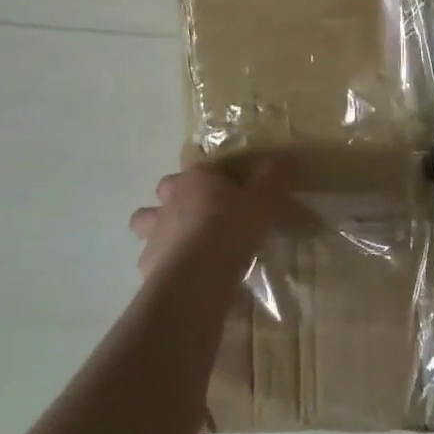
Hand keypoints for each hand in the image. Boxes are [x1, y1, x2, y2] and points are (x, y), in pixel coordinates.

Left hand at [128, 156, 294, 281]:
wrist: (198, 275)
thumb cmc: (232, 228)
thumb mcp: (264, 200)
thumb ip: (275, 177)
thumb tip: (288, 156)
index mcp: (196, 180)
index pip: (200, 170)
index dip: (212, 180)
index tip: (228, 192)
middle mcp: (169, 201)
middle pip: (164, 191)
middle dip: (174, 199)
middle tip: (198, 216)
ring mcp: (154, 234)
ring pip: (145, 223)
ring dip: (160, 231)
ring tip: (183, 246)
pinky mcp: (147, 266)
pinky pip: (151, 261)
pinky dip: (163, 266)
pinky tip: (182, 277)